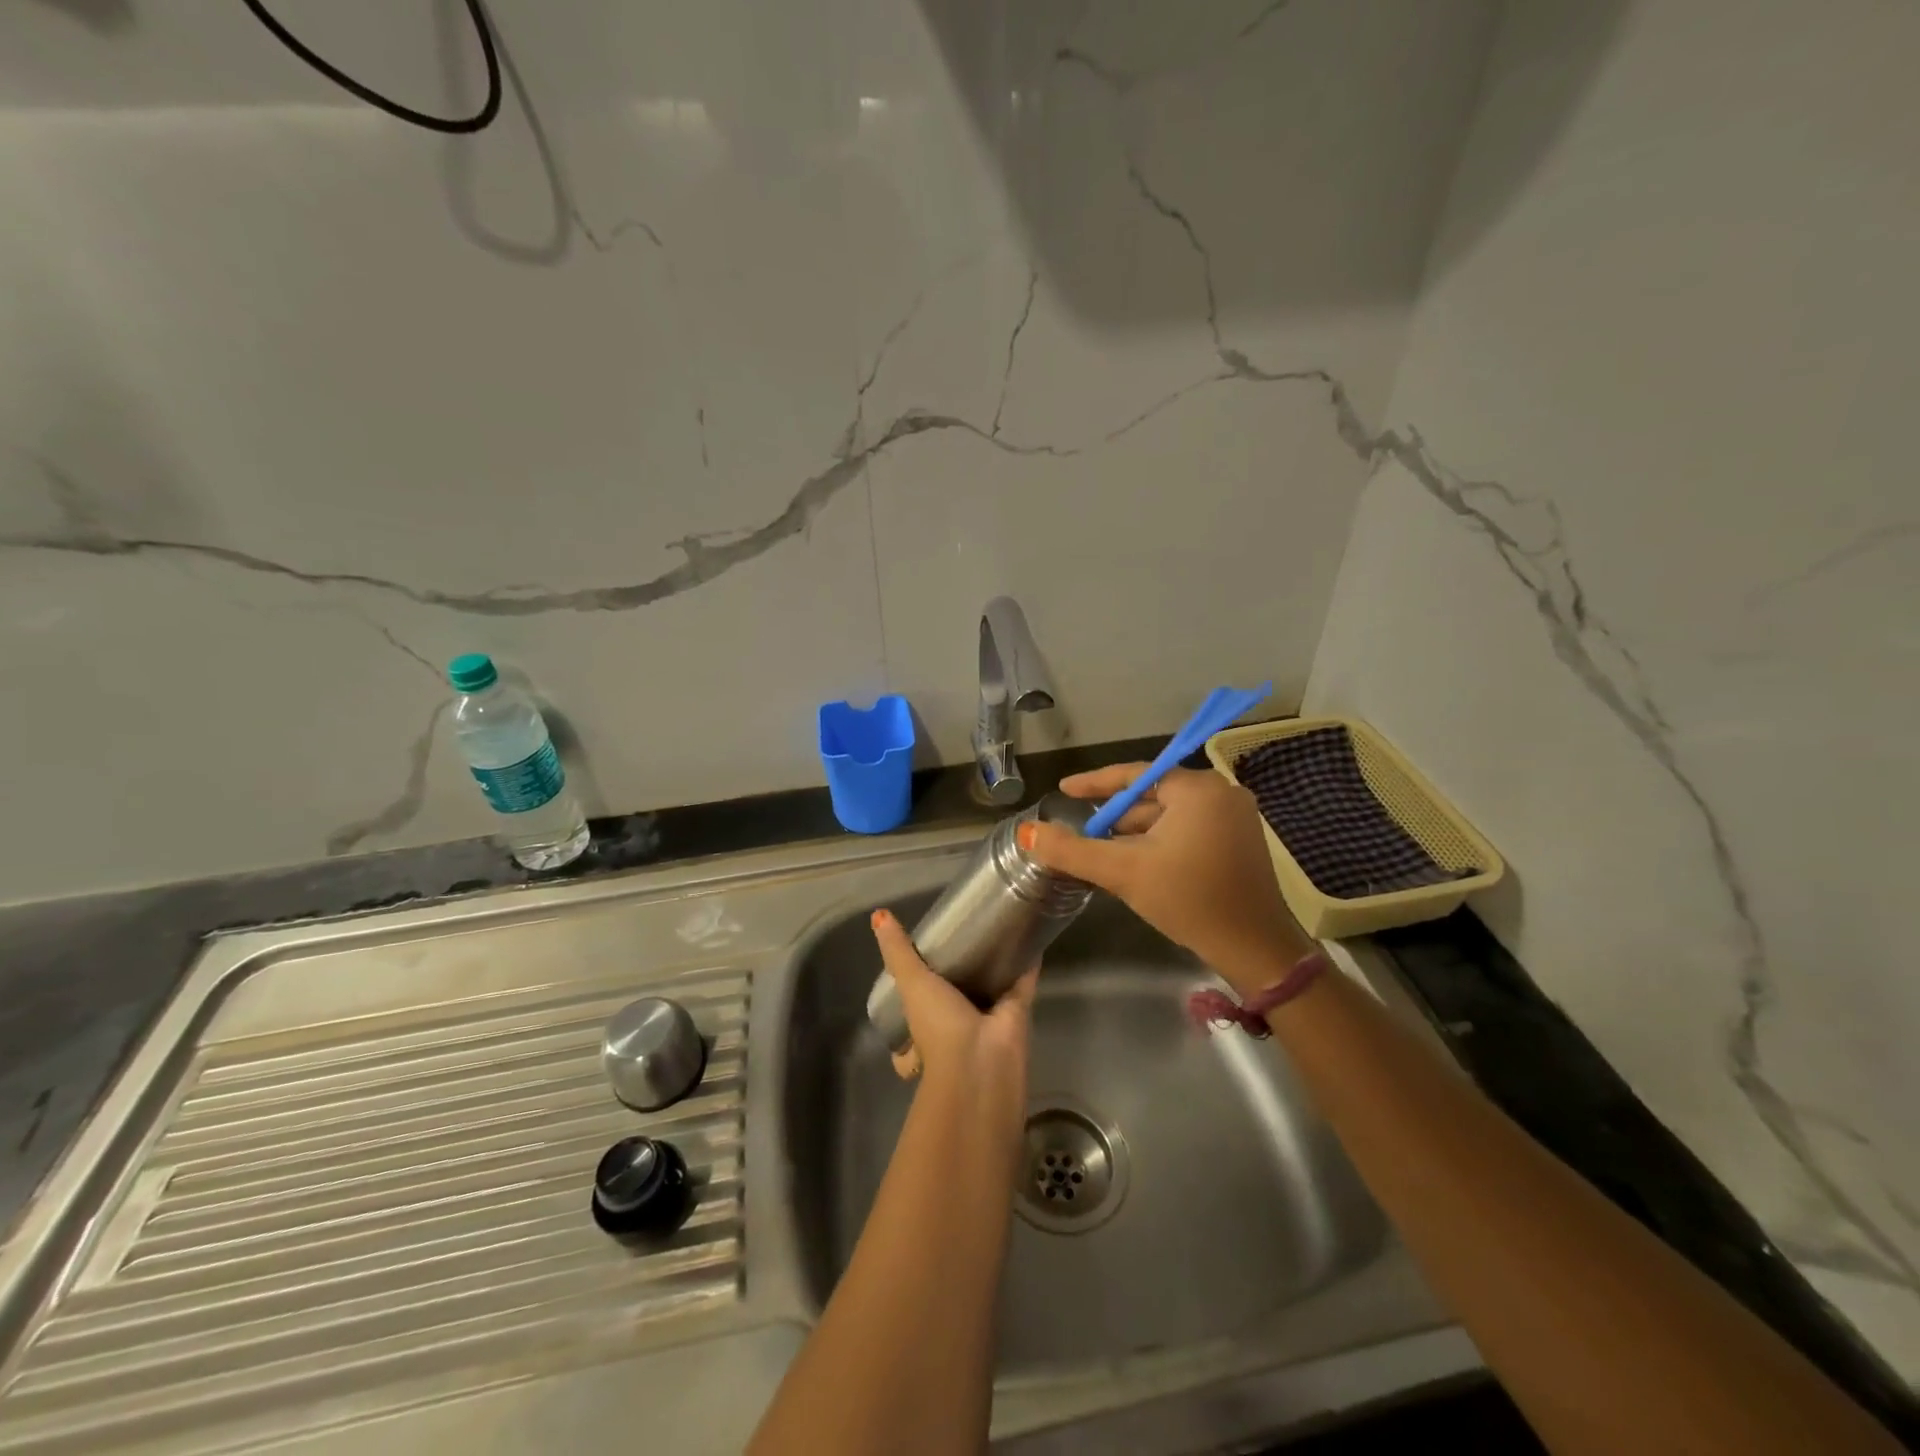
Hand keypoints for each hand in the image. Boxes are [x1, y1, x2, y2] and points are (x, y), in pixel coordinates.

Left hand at [871, 909, 1036, 1109]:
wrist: (982, 1059)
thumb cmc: (938, 1025)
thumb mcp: (911, 984)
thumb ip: (898, 952)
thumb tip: (878, 914)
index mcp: (925, 1017)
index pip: (917, 1000)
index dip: (918, 981)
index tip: (923, 949)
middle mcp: (955, 1017)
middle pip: (957, 989)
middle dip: (960, 967)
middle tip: (965, 927)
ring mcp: (987, 1014)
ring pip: (990, 983)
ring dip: (993, 962)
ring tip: (996, 923)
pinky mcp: (1016, 1008)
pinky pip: (1022, 980)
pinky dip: (1026, 960)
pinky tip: (1029, 934)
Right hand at [1024, 764, 1314, 995]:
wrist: (1255, 950)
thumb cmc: (1189, 900)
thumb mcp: (1123, 871)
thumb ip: (1072, 849)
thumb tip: (1028, 832)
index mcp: (1199, 789)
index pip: (1136, 775)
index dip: (1095, 783)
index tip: (1064, 790)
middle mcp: (1222, 794)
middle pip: (1153, 796)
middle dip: (1117, 817)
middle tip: (1083, 834)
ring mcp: (1235, 818)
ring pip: (1170, 817)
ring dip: (1137, 833)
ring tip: (1104, 853)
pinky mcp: (1240, 843)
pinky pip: (1188, 830)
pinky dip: (1160, 843)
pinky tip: (1139, 864)